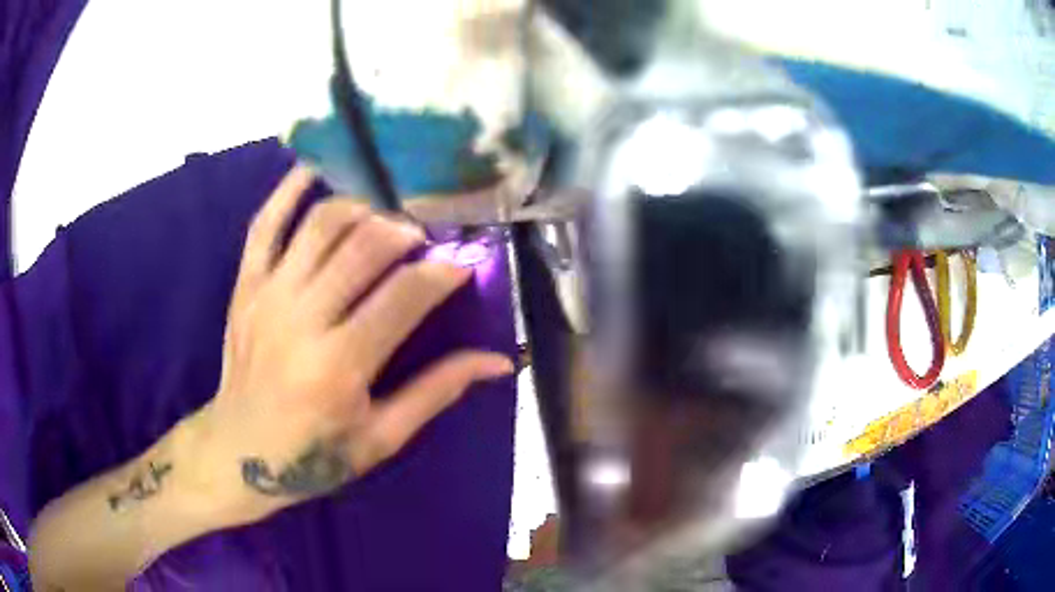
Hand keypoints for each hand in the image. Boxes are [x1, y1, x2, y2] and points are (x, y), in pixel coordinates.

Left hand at [183, 165, 513, 525]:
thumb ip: (438, 391)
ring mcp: (268, 294)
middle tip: (427, 235)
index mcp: (340, 365)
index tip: (464, 261)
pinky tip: (318, 169)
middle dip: (406, 229)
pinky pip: (266, 223)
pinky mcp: (245, 284)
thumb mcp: (383, 437)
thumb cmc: (314, 455)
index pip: (404, 297)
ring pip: (321, 223)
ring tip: (385, 215)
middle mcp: (302, 319)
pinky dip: (290, 190)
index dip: (442, 271)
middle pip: (363, 245)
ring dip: (362, 207)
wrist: (239, 451)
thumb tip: (499, 362)